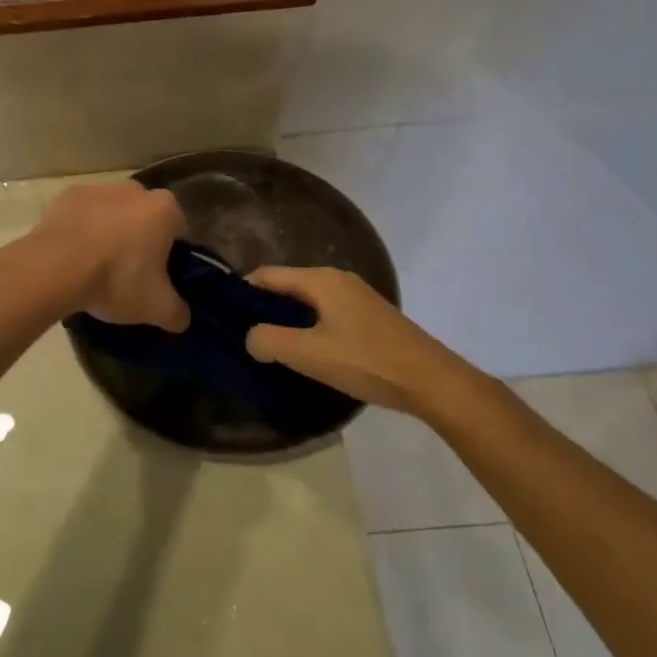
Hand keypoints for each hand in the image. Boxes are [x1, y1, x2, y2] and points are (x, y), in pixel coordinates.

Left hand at [31, 182, 189, 331]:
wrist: (54, 268)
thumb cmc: (116, 280)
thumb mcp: (157, 308)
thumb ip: (178, 313)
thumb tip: (182, 317)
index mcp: (165, 209)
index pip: (179, 231)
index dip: (172, 255)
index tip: (159, 277)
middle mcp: (135, 189)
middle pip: (145, 218)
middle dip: (140, 240)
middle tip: (129, 274)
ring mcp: (98, 188)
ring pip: (113, 213)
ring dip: (110, 232)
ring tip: (96, 267)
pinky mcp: (67, 195)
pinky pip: (83, 214)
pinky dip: (82, 229)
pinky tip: (74, 255)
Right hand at [243, 267, 482, 419]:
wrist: (432, 382)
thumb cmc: (366, 361)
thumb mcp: (308, 354)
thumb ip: (269, 341)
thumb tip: (250, 337)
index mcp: (321, 280)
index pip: (267, 275)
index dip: (242, 291)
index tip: (223, 315)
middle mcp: (338, 279)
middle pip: (288, 286)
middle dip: (264, 308)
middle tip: (244, 336)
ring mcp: (357, 297)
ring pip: (308, 302)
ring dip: (287, 320)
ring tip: (271, 347)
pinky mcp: (370, 317)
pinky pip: (326, 314)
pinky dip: (310, 327)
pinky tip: (307, 353)